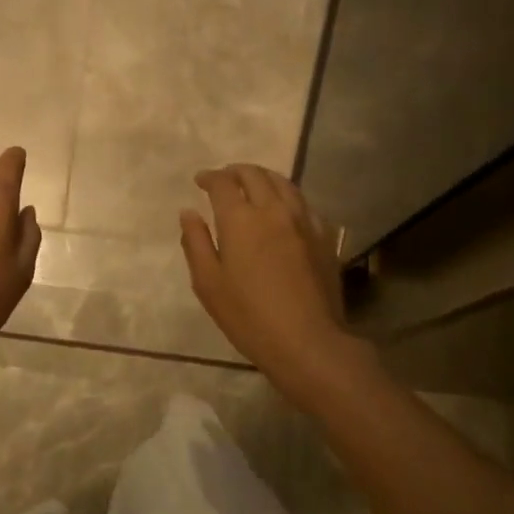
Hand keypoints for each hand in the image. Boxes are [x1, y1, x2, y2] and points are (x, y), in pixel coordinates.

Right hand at [181, 164, 355, 388]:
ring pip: (284, 183)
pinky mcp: (324, 237)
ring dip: (264, 177)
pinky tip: (284, 209)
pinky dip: (287, 197)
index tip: (200, 180)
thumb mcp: (208, 283)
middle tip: (224, 178)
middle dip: (236, 171)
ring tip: (253, 184)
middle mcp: (273, 210)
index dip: (209, 177)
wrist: (308, 341)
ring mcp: (304, 221)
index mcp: (240, 219)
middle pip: (255, 175)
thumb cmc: (249, 316)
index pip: (223, 183)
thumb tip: (188, 212)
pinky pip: (304, 204)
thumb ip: (195, 242)